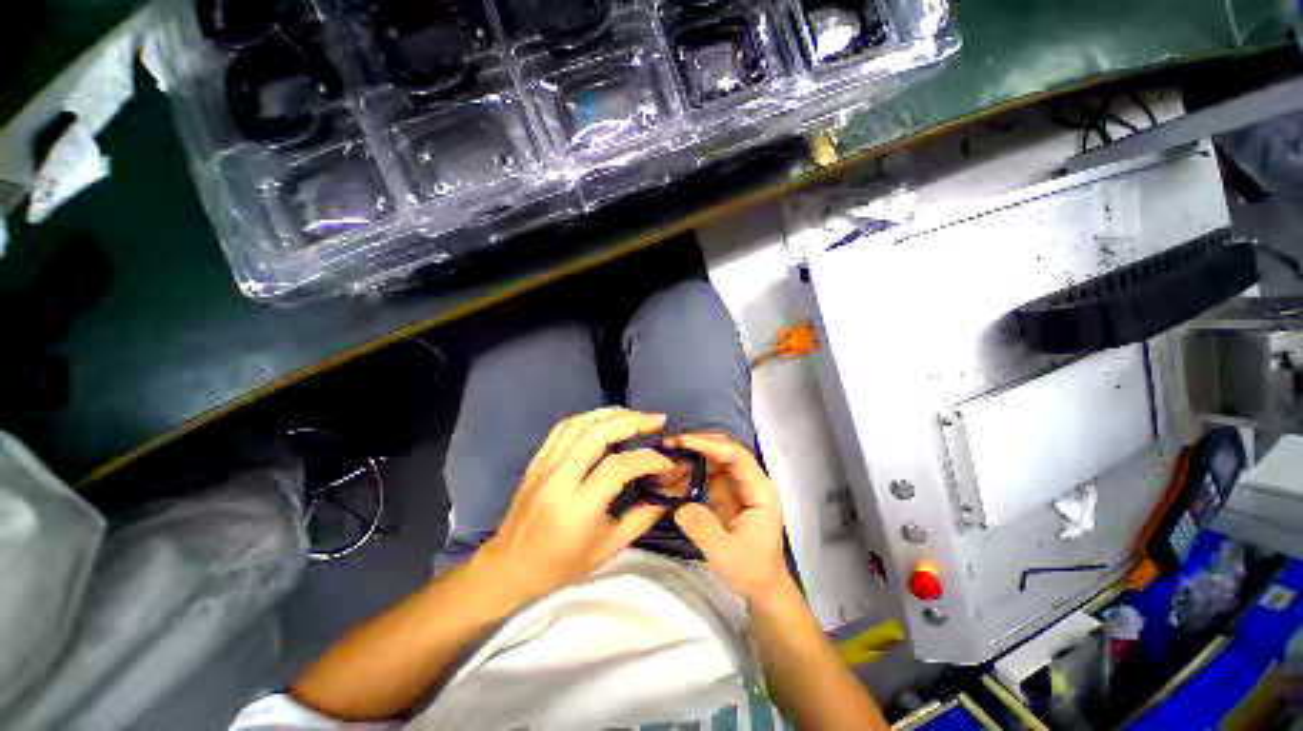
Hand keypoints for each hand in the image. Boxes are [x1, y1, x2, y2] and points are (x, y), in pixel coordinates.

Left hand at [479, 408, 675, 601]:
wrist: (509, 567)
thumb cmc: (560, 565)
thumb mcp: (607, 549)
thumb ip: (641, 519)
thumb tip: (667, 496)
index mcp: (577, 508)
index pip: (618, 467)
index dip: (647, 459)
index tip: (667, 461)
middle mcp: (559, 479)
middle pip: (597, 433)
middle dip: (632, 421)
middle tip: (657, 421)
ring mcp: (544, 465)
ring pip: (580, 423)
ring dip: (612, 413)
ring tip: (636, 415)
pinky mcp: (537, 459)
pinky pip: (564, 427)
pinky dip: (589, 417)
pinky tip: (605, 418)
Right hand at [669, 433, 790, 602]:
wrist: (761, 586)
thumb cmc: (751, 570)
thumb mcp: (725, 554)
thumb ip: (702, 528)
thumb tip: (679, 506)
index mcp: (759, 489)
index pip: (735, 455)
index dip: (708, 445)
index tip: (681, 443)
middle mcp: (748, 480)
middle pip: (722, 450)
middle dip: (695, 446)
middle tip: (667, 447)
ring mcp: (735, 484)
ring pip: (710, 460)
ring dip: (687, 460)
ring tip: (664, 469)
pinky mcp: (724, 492)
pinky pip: (703, 474)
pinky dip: (686, 474)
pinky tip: (670, 482)